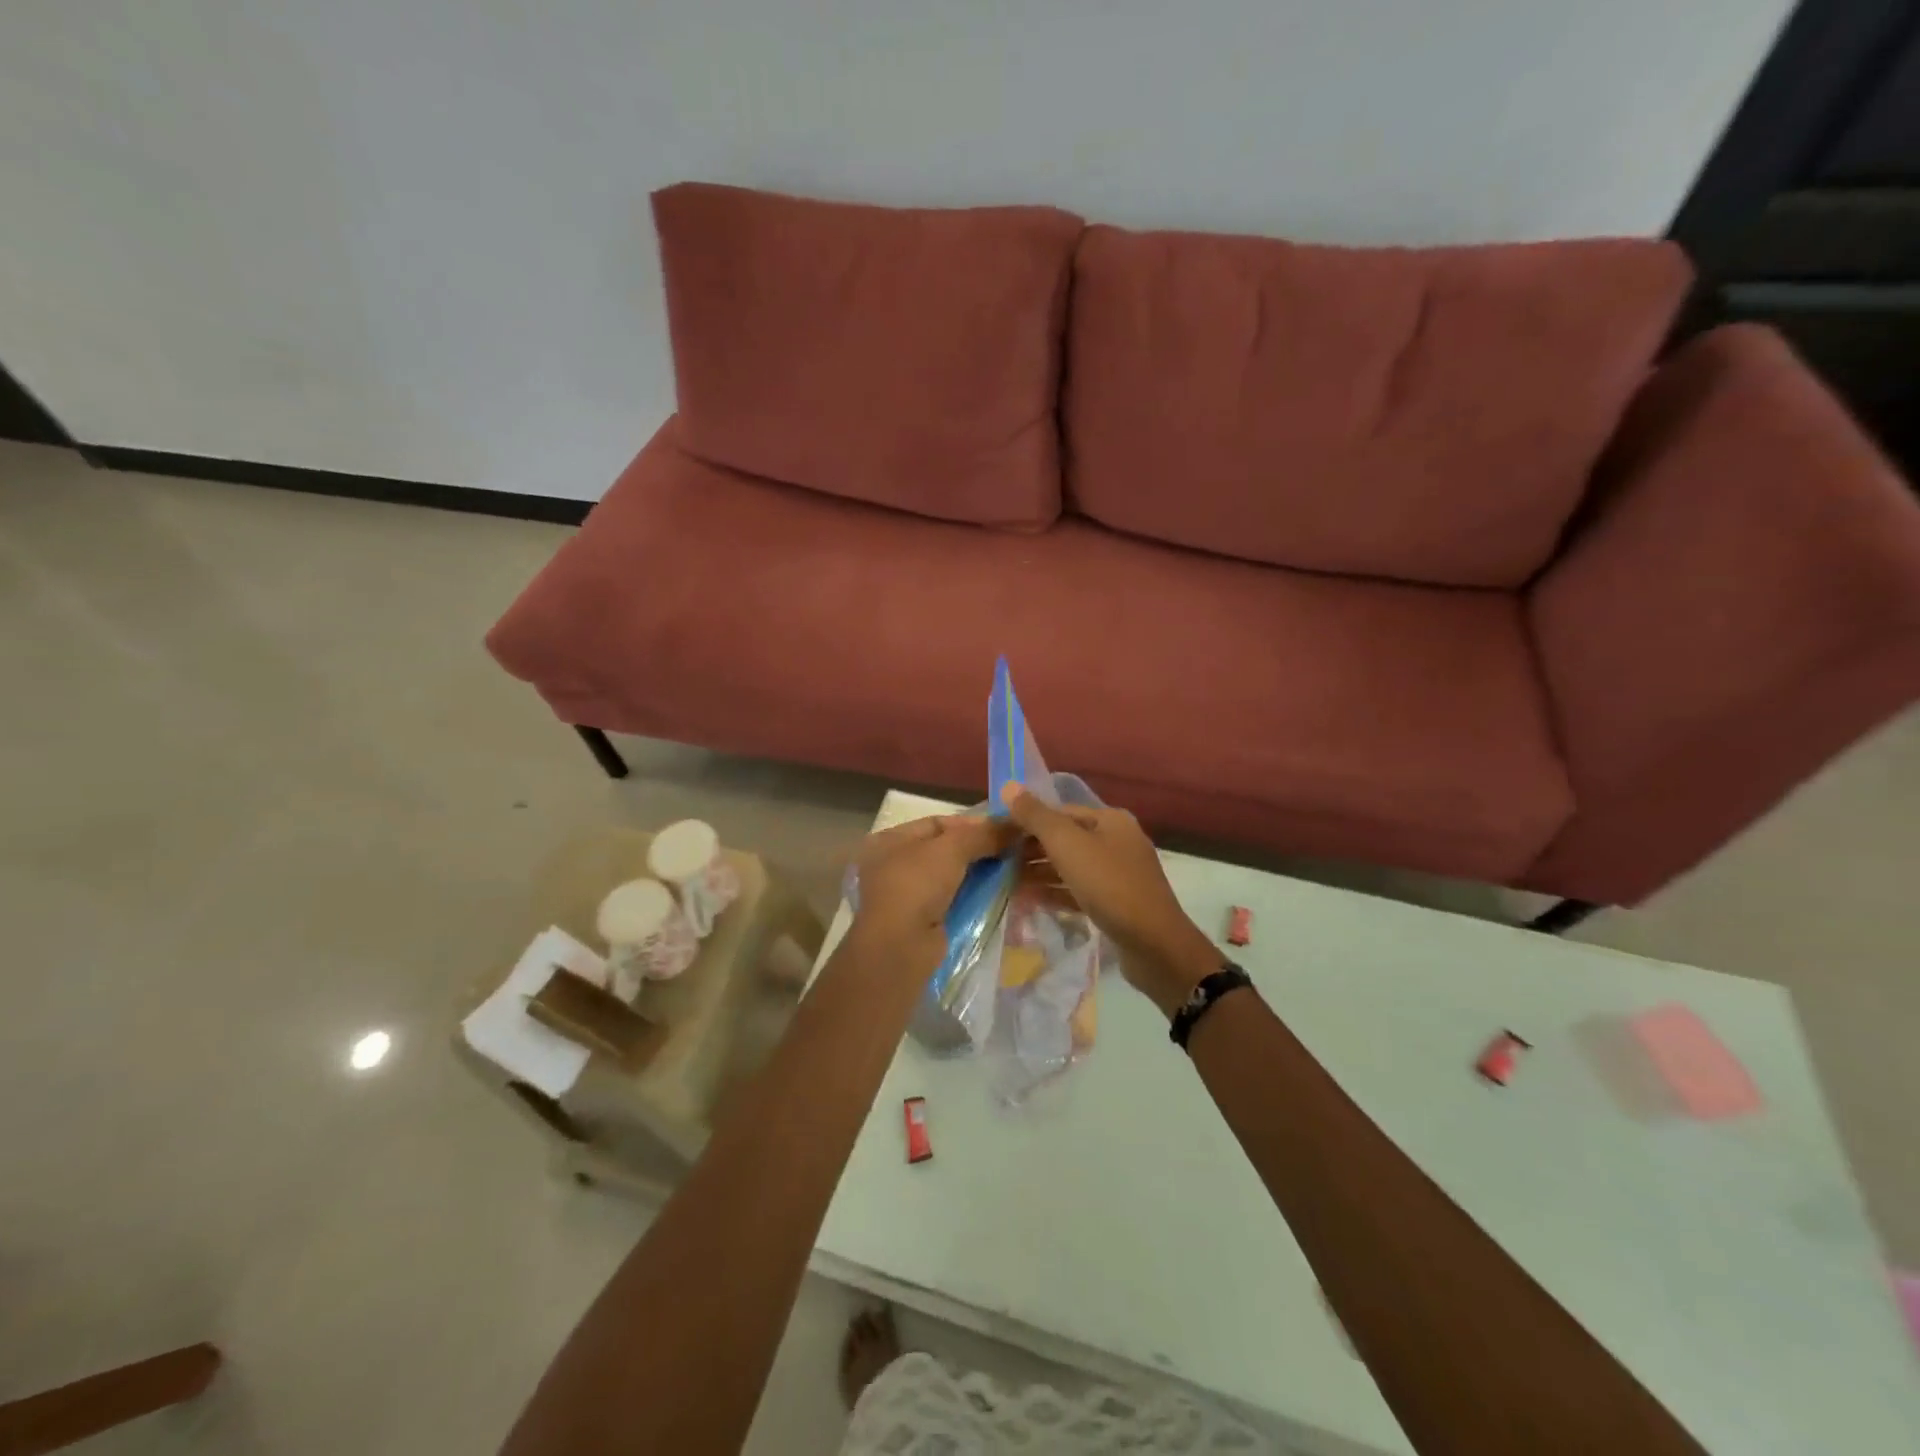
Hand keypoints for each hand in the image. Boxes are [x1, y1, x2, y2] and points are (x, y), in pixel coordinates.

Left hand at [851, 814, 1013, 953]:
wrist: (900, 948)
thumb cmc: (916, 885)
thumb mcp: (951, 849)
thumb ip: (983, 834)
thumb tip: (1016, 824)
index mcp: (890, 840)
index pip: (937, 823)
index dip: (972, 824)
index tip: (1006, 828)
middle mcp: (894, 865)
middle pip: (946, 850)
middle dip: (980, 849)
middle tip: (1014, 850)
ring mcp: (907, 896)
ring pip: (952, 877)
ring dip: (980, 874)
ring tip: (1014, 870)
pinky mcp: (923, 922)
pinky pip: (954, 901)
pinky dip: (974, 897)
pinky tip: (1000, 894)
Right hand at [1002, 787, 1223, 1016]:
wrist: (1154, 945)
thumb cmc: (1109, 885)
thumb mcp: (1067, 845)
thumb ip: (1036, 816)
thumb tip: (1009, 786)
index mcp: (1110, 820)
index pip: (1060, 811)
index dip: (1027, 819)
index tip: (997, 834)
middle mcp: (1117, 841)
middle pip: (1066, 838)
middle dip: (1031, 848)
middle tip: (997, 859)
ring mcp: (1119, 874)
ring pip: (1071, 866)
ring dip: (1040, 871)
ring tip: (1007, 880)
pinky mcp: (1116, 904)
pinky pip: (1078, 891)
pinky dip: (1055, 892)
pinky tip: (1029, 899)